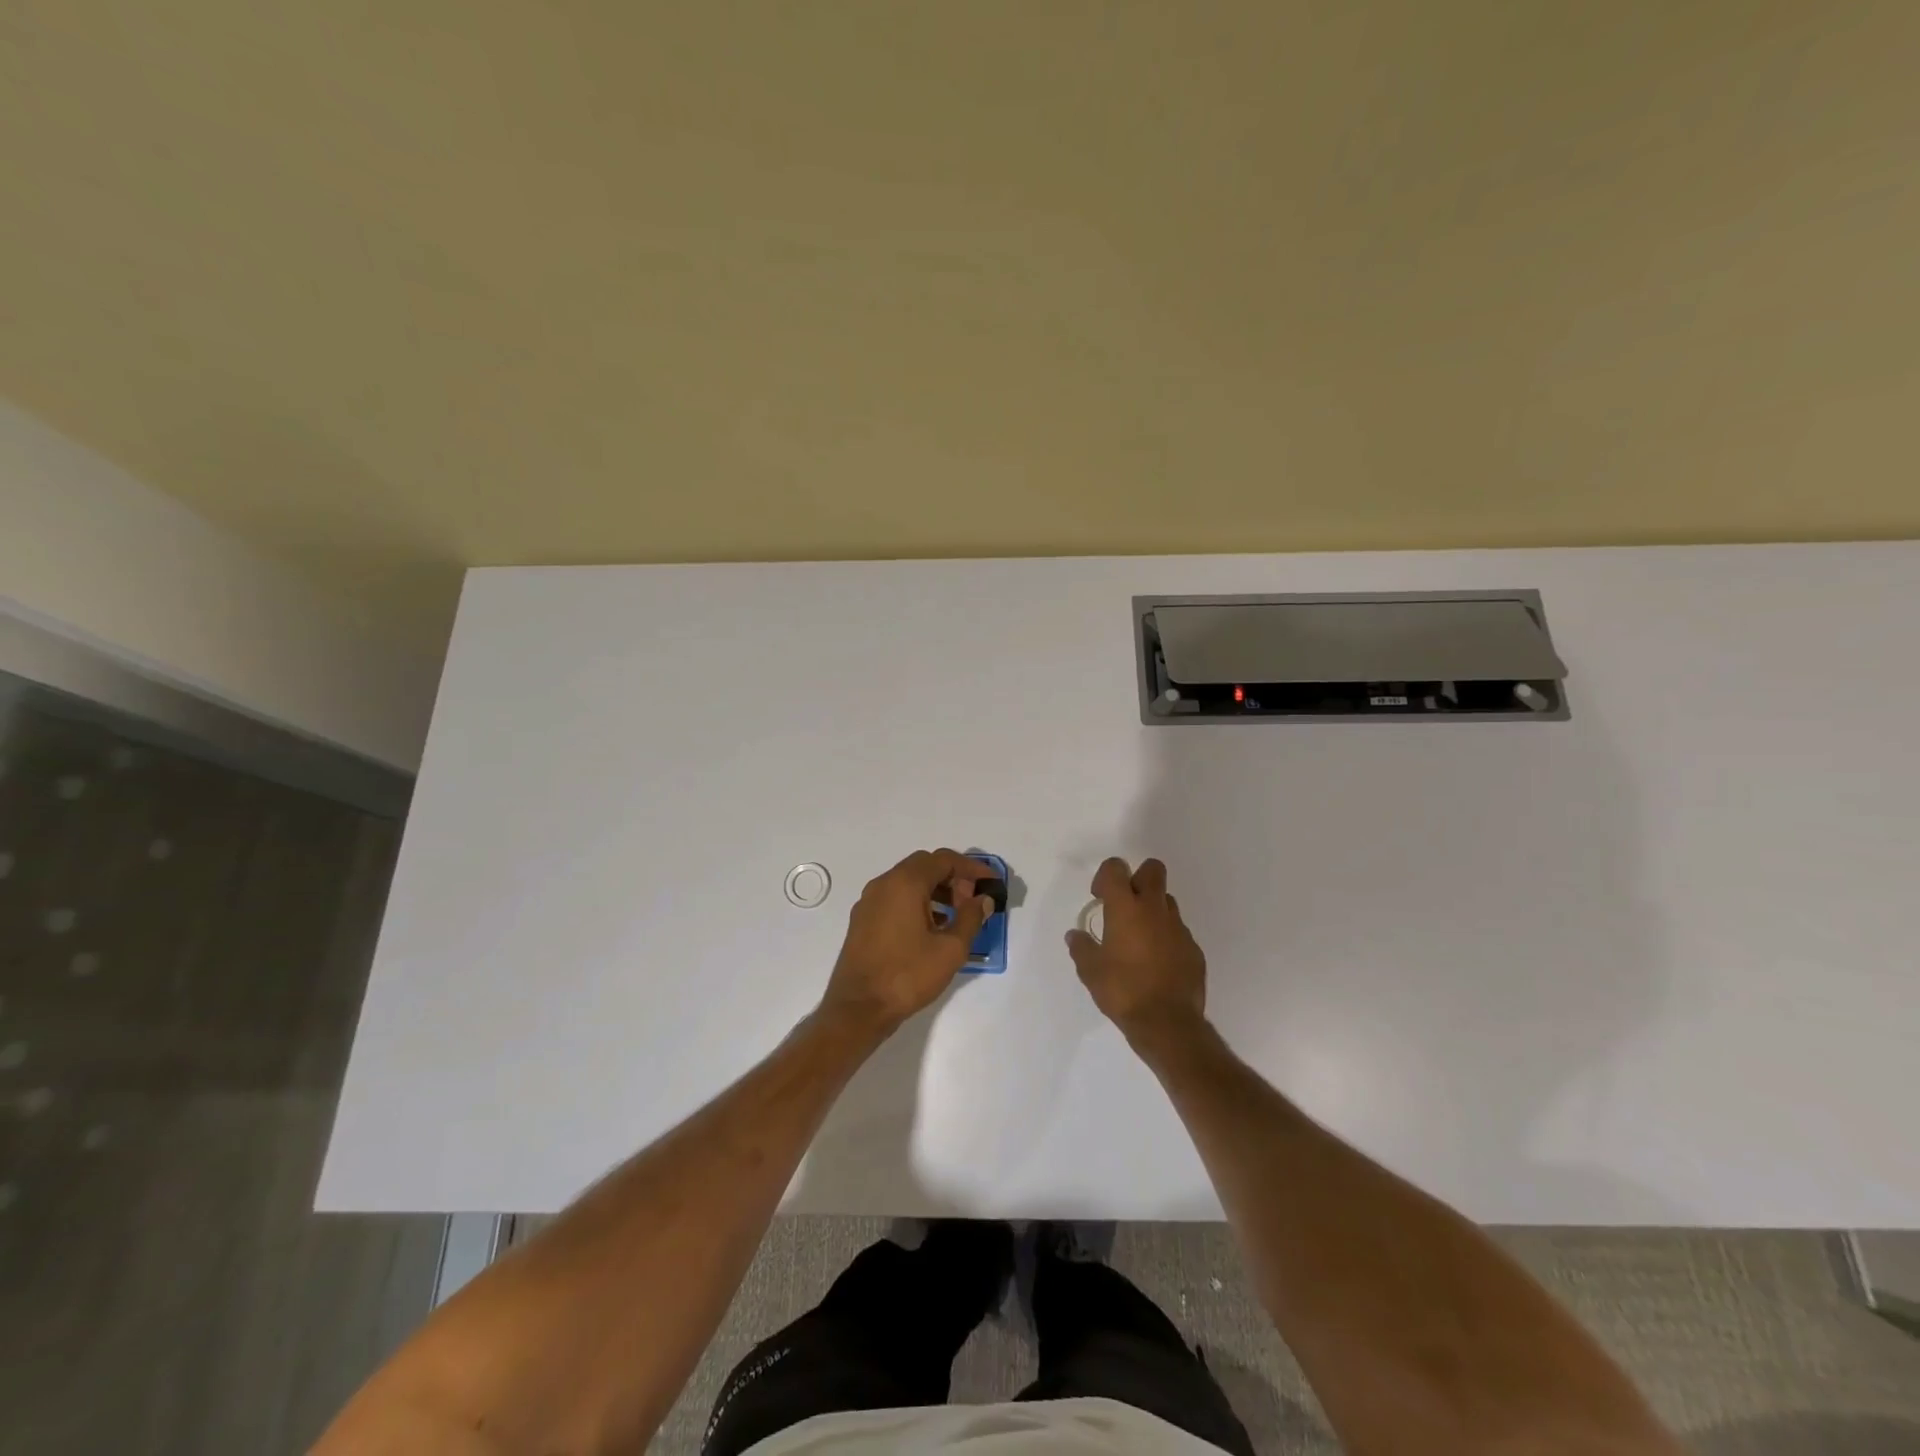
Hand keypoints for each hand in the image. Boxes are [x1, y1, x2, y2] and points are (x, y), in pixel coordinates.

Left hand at [820, 849, 997, 1034]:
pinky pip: (895, 897)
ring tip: (956, 915)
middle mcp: (884, 883)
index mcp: (905, 883)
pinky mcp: (862, 919)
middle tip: (973, 899)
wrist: (858, 1008)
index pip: (943, 859)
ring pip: (908, 881)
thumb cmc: (907, 975)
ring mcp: (869, 901)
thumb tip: (982, 899)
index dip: (971, 868)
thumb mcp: (950, 949)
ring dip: (935, 890)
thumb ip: (971, 918)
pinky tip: (932, 927)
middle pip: (924, 866)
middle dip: (953, 877)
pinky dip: (917, 902)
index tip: (991, 882)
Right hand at [1065, 857, 1207, 1043]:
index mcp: (1125, 908)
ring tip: (1139, 938)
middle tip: (1124, 906)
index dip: (1106, 876)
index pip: (1116, 868)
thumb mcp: (1090, 971)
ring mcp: (1178, 928)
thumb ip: (1081, 947)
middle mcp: (1154, 909)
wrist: (1167, 1023)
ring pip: (1167, 900)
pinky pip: (1178, 931)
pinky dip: (1166, 938)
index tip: (1100, 898)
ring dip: (1152, 909)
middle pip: (1152, 870)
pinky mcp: (1193, 949)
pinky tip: (1156, 963)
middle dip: (1137, 878)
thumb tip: (1076, 936)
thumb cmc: (1123, 991)